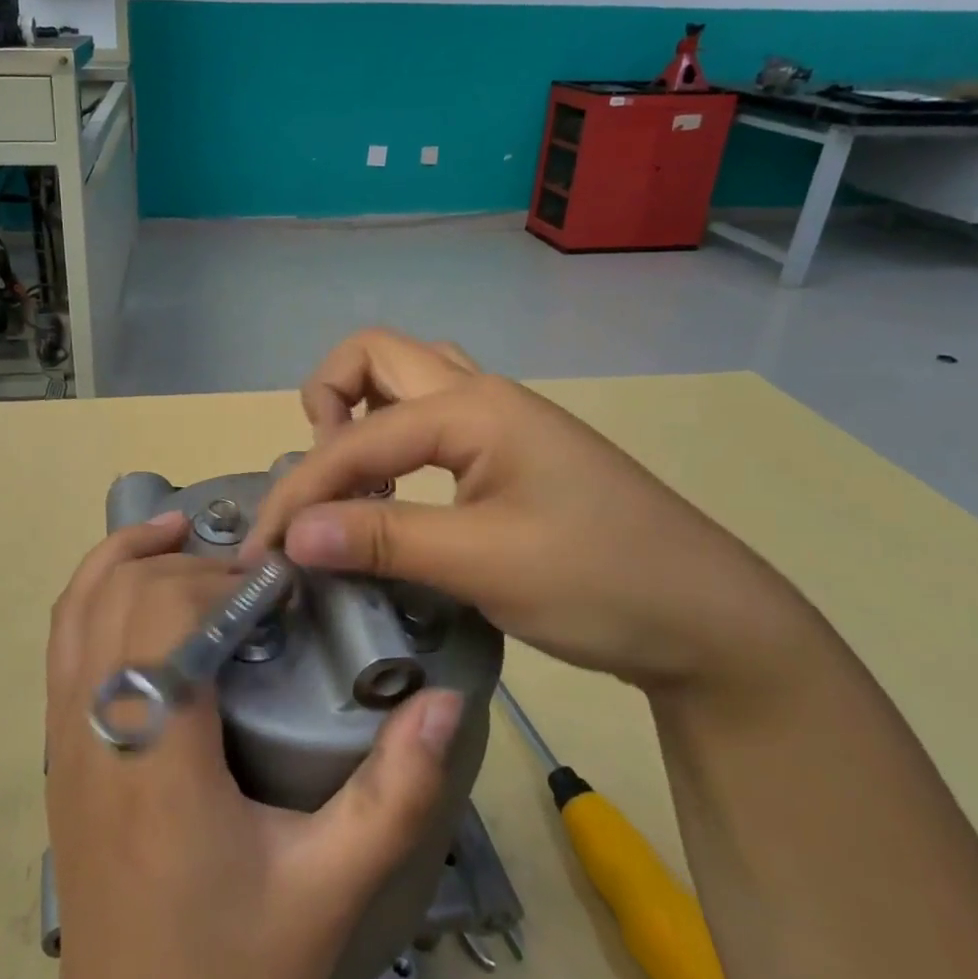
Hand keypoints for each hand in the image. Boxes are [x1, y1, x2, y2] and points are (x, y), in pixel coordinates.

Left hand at [14, 511, 465, 978]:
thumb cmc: (229, 966)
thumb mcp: (329, 890)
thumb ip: (393, 795)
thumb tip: (442, 702)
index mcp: (158, 757)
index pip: (166, 619)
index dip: (220, 583)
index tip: (278, 586)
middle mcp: (96, 729)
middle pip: (123, 597)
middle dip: (187, 567)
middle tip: (252, 577)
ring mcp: (64, 734)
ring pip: (78, 606)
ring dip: (127, 556)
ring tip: (184, 531)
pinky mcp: (57, 746)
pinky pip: (64, 638)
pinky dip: (95, 588)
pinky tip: (138, 582)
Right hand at [243, 329, 815, 691]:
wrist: (712, 622)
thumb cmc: (604, 583)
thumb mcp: (486, 564)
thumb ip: (383, 539)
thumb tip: (295, 534)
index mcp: (472, 408)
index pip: (355, 439)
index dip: (300, 492)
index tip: (264, 552)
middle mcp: (480, 395)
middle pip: (375, 356)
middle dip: (326, 403)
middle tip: (321, 479)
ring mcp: (499, 420)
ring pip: (406, 377)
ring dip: (360, 411)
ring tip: (350, 478)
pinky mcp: (509, 452)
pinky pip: (429, 417)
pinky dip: (392, 437)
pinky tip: (395, 492)